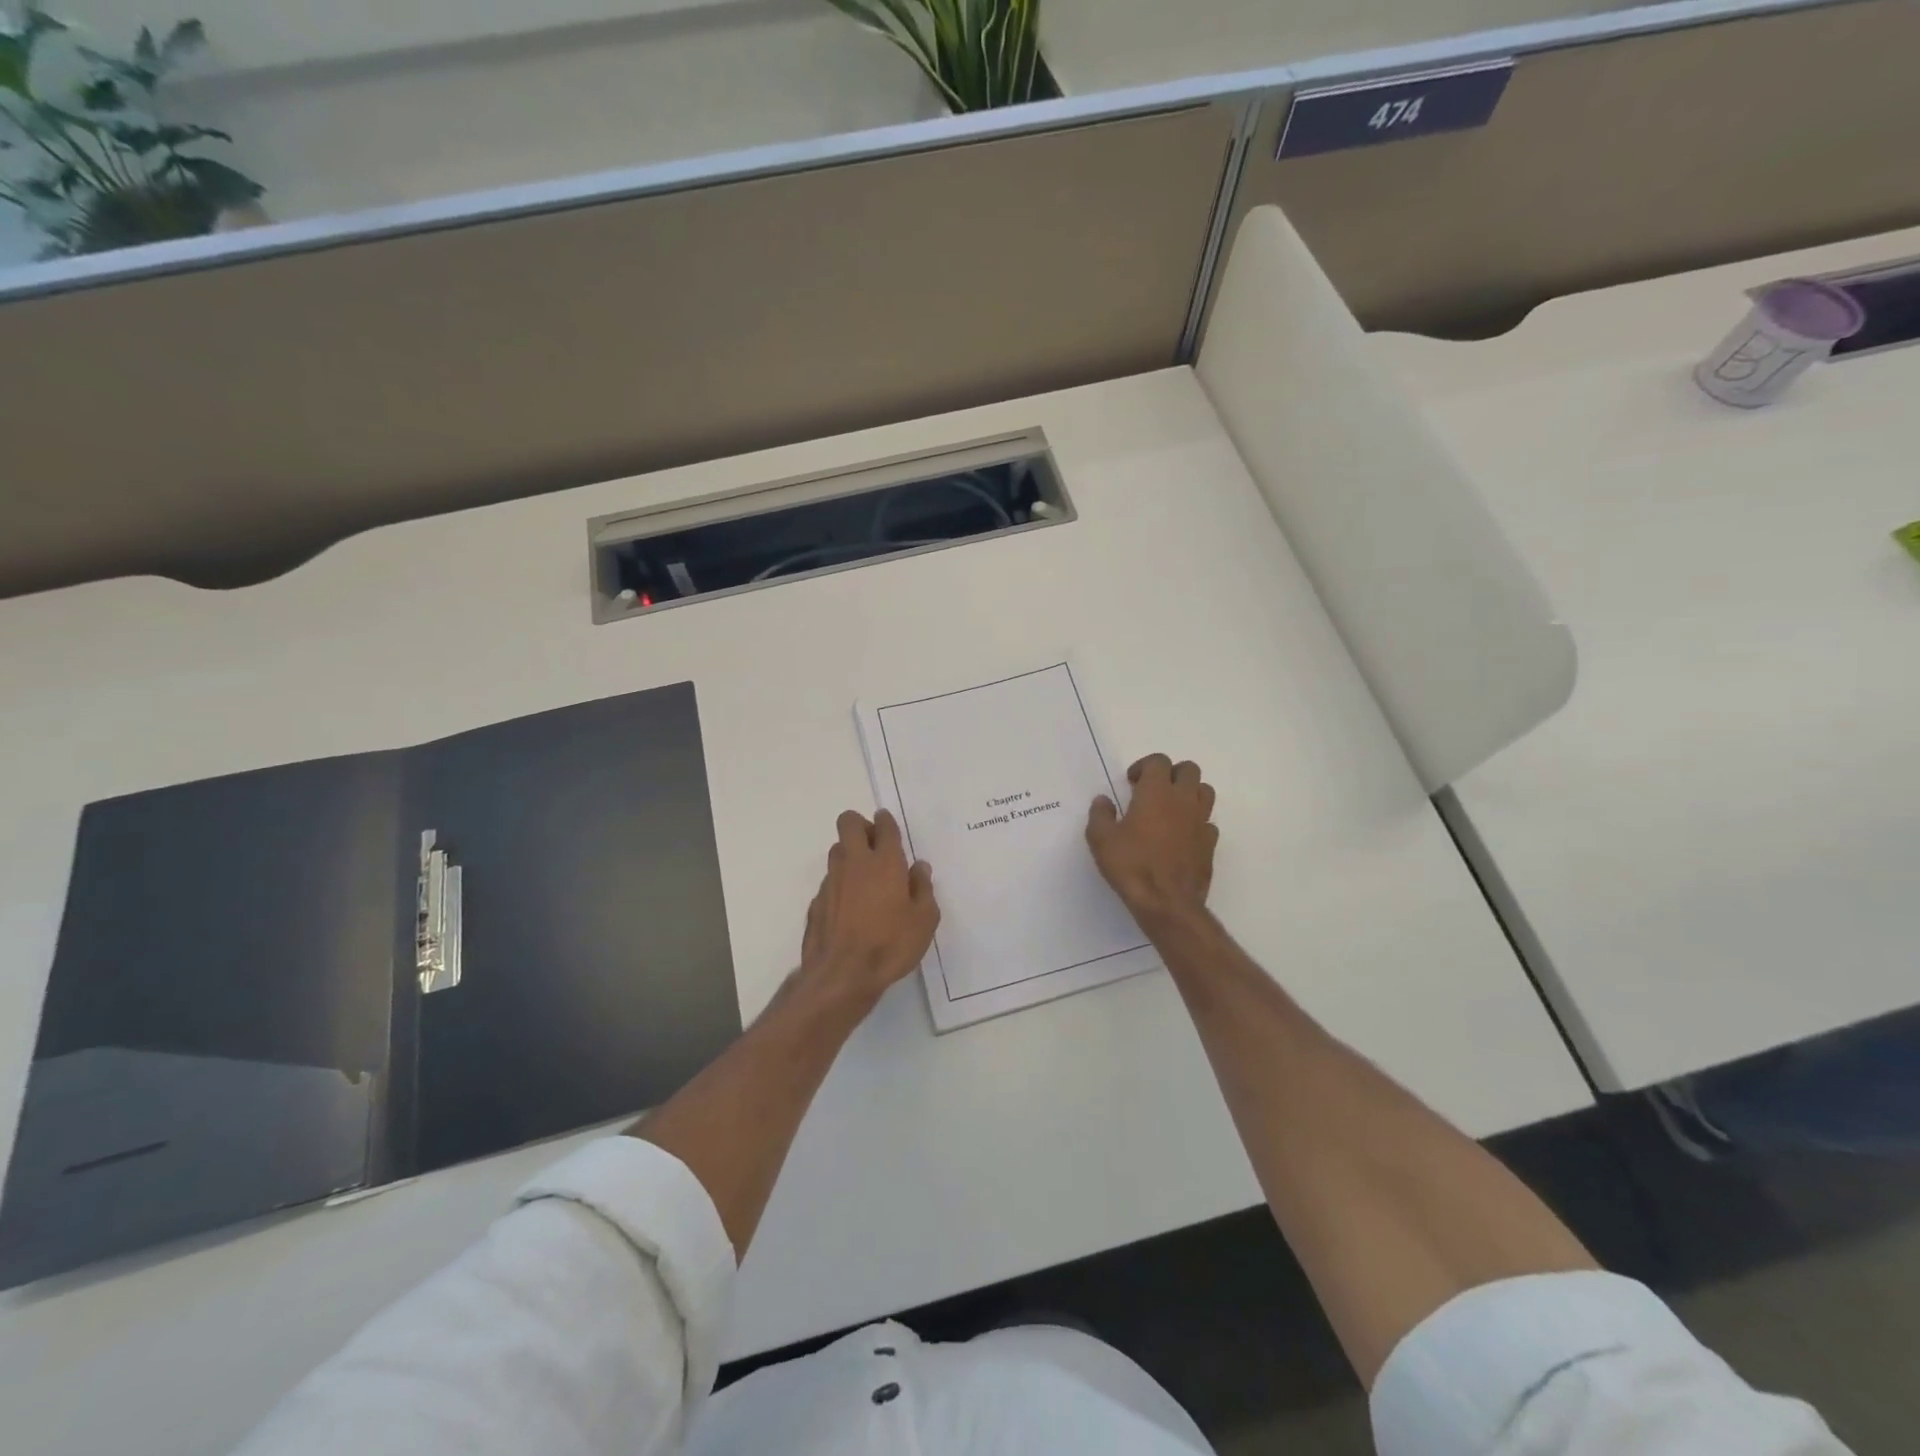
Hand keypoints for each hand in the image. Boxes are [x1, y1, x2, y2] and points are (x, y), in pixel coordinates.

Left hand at [799, 809, 939, 1010]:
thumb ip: (923, 889)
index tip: (888, 824)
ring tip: (865, 878)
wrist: (842, 976)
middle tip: (876, 846)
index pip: (883, 825)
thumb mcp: (924, 920)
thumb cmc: (890, 945)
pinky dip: (841, 884)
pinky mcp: (816, 901)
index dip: (886, 820)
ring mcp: (831, 881)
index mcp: (885, 862)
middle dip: (861, 825)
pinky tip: (851, 907)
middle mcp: (854, 863)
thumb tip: (919, 868)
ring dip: (850, 853)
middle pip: (848, 822)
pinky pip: (830, 880)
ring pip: (837, 850)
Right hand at [1087, 754, 1218, 922]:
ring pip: (1204, 791)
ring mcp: (1201, 822)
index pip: (1158, 761)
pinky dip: (1196, 822)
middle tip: (1152, 791)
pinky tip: (1181, 836)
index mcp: (1156, 793)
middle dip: (1171, 774)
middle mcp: (1183, 800)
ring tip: (1170, 809)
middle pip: (1189, 769)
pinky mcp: (1210, 844)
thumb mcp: (1101, 839)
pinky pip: (1208, 822)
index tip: (1131, 783)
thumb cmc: (1131, 866)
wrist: (1167, 903)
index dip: (1144, 766)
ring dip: (1188, 793)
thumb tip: (1104, 800)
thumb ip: (1100, 814)